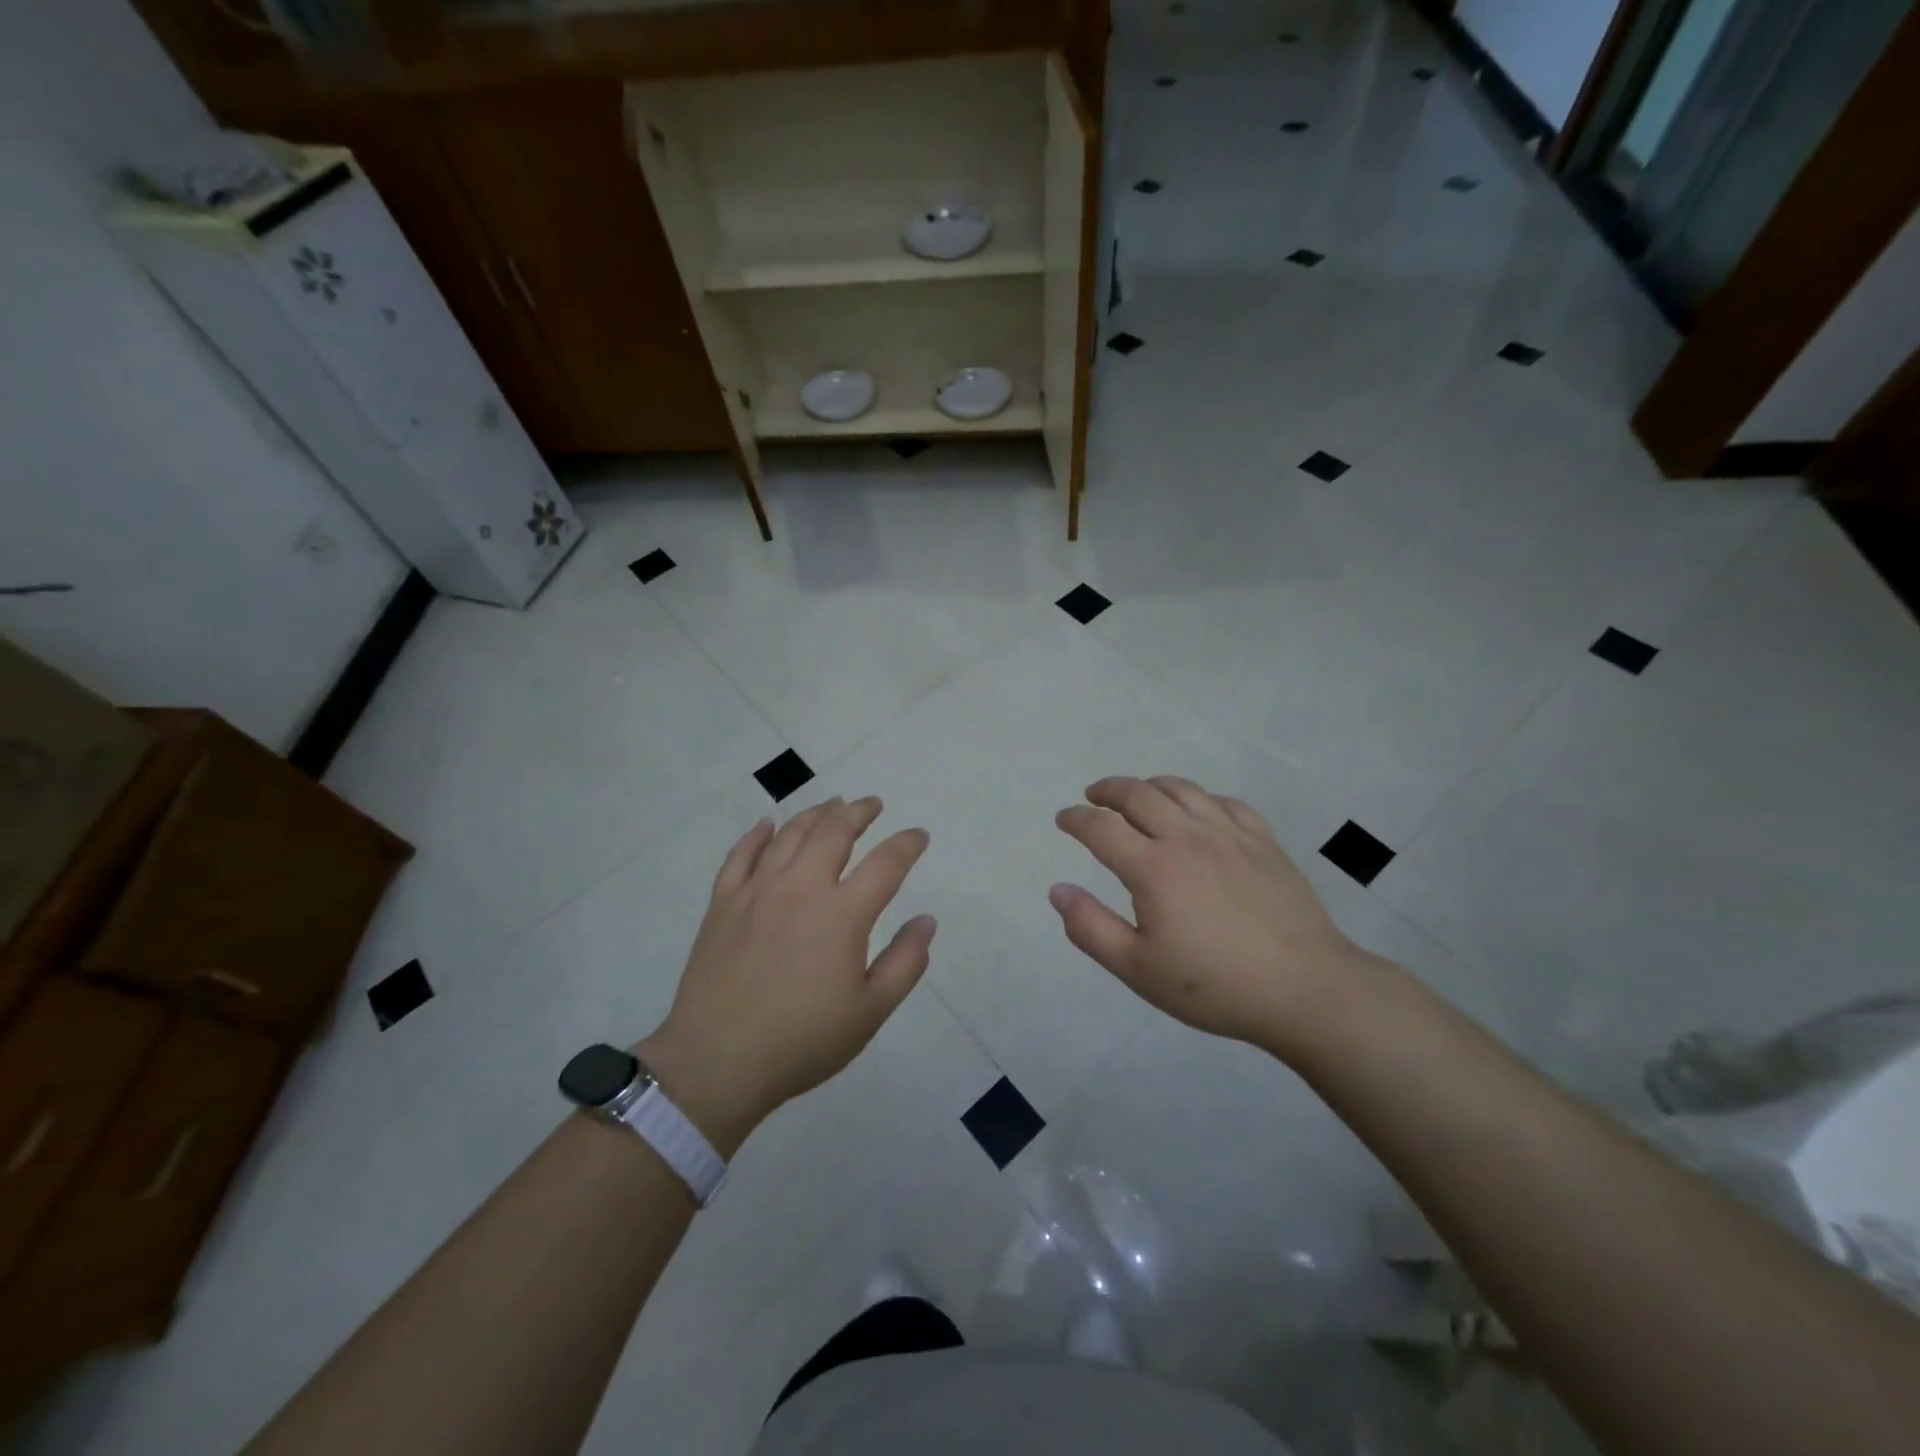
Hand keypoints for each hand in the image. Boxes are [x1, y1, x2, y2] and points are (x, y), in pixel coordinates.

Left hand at [638, 797, 934, 1152]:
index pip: (886, 862)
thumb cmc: (802, 1042)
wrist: (717, 1062)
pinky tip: (767, 825)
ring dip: (816, 814)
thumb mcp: (870, 1012)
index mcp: (842, 914)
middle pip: (834, 831)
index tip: (919, 835)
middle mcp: (801, 887)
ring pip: (790, 833)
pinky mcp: (723, 902)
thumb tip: (926, 920)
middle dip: (859, 812)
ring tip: (832, 806)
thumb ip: (905, 962)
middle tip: (872, 805)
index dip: (907, 843)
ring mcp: (757, 890)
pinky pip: (741, 854)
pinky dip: (757, 834)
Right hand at [1050, 776, 1382, 1059]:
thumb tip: (1058, 890)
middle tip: (1093, 795)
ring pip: (1181, 789)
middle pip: (1139, 794)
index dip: (1076, 819)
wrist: (1304, 988)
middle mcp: (1187, 837)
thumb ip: (1091, 928)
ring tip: (1138, 794)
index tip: (1063, 818)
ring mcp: (1229, 834)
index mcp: (1153, 868)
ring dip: (1150, 785)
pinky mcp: (1263, 841)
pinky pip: (1224, 802)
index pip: (1101, 828)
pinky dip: (1199, 797)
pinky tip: (1197, 809)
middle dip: (1108, 790)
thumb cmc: (1215, 985)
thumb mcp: (1138, 969)